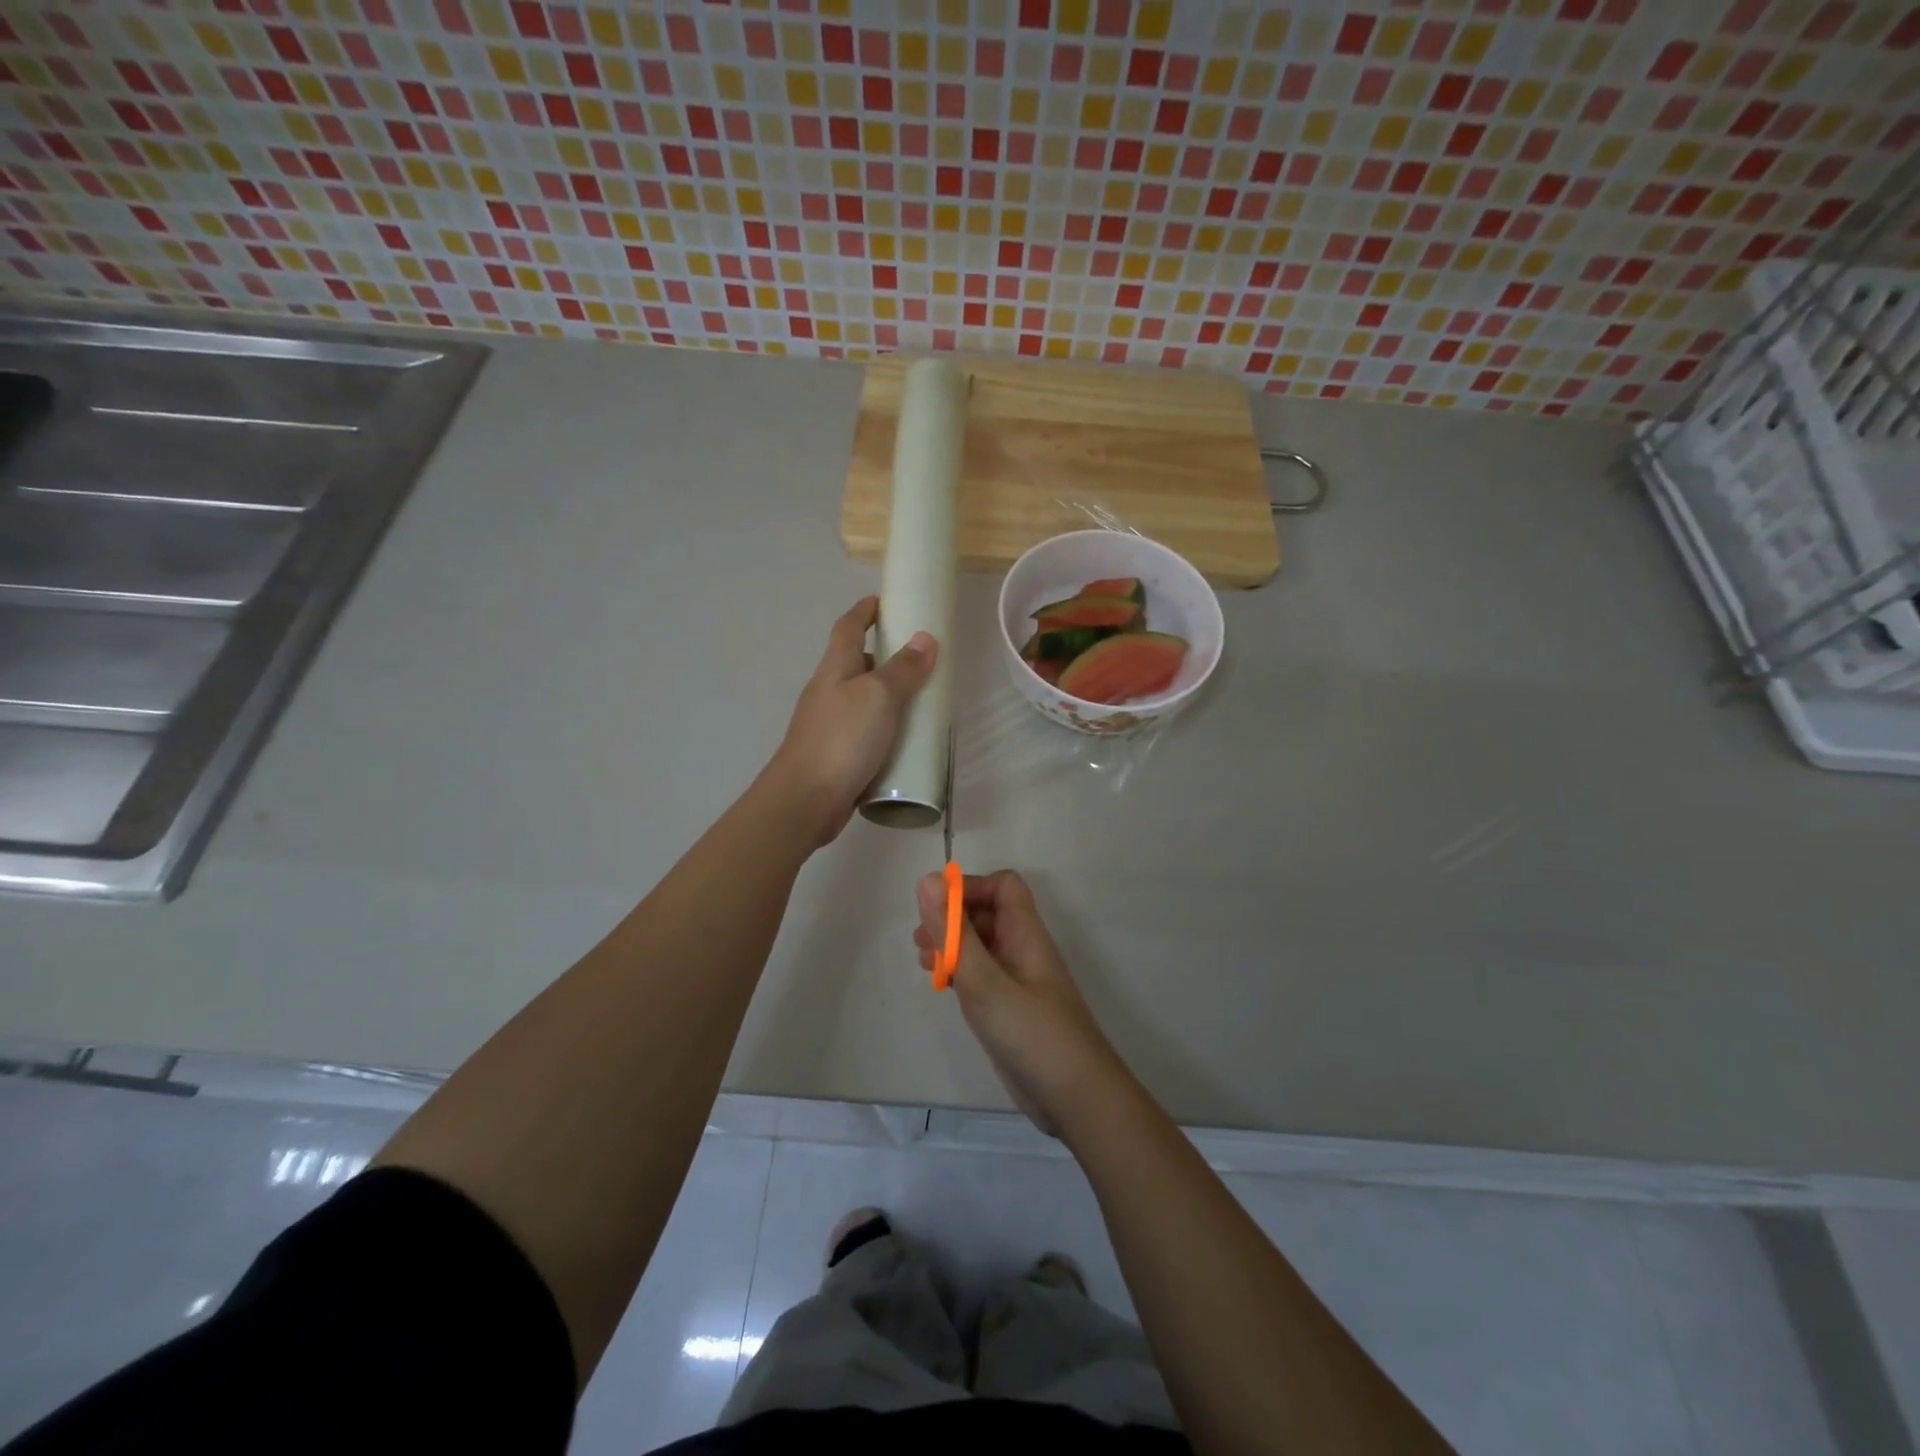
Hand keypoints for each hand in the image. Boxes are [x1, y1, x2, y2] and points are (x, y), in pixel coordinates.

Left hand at [767, 596, 936, 845]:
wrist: (805, 800)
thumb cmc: (842, 739)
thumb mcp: (879, 697)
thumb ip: (903, 669)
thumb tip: (925, 638)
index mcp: (835, 669)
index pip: (848, 627)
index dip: (865, 611)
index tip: (885, 602)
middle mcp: (828, 691)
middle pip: (855, 663)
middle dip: (884, 656)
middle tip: (919, 660)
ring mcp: (829, 725)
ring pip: (861, 700)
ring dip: (887, 696)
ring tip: (920, 701)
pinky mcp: (836, 755)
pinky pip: (864, 731)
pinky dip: (884, 728)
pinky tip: (903, 742)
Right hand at [913, 869, 1126, 1136]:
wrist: (1075, 1098)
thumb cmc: (1030, 1032)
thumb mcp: (983, 980)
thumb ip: (954, 933)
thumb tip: (927, 881)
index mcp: (1025, 933)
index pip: (1002, 886)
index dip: (969, 887)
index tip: (936, 908)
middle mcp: (1023, 950)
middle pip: (988, 913)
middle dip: (952, 917)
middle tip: (920, 939)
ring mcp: (1018, 981)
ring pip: (982, 945)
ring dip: (952, 945)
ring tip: (924, 962)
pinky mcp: (1010, 1009)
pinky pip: (982, 975)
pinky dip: (960, 972)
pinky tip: (943, 987)